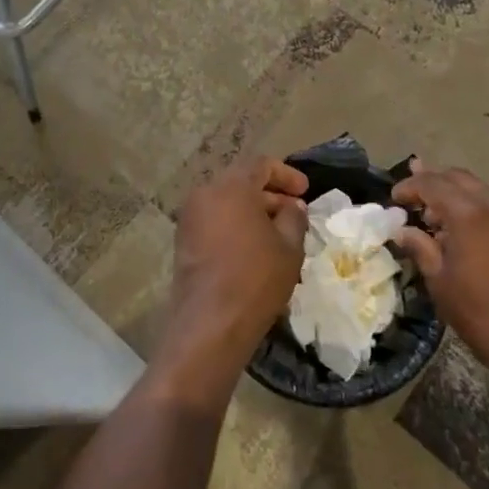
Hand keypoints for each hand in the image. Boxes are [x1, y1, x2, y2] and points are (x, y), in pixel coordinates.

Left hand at [159, 156, 309, 392]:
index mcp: (231, 186)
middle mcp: (205, 193)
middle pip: (241, 182)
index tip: (305, 192)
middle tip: (294, 213)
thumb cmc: (255, 278)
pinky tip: (255, 248)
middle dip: (270, 194)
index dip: (286, 175)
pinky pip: (214, 221)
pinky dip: (235, 225)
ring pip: (227, 203)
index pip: (261, 164)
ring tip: (278, 233)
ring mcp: (190, 217)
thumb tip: (293, 206)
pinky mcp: (184, 241)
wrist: (210, 323)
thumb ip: (293, 218)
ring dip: (253, 211)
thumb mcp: (288, 247)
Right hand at [391, 159, 488, 365]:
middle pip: (456, 177)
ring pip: (477, 188)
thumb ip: (419, 245)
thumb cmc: (474, 308)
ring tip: (434, 214)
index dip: (410, 186)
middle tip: (412, 196)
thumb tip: (402, 231)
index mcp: (467, 213)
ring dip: (453, 193)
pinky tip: (461, 228)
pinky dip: (472, 206)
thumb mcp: (437, 277)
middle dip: (432, 181)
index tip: (395, 198)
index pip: (432, 184)